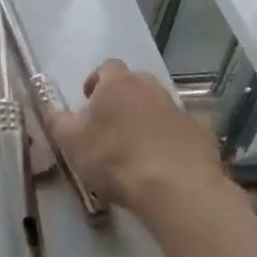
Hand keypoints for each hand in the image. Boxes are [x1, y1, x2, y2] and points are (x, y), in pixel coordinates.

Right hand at [46, 59, 226, 215]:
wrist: (178, 188)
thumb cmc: (117, 160)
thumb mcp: (73, 144)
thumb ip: (59, 123)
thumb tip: (55, 112)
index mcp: (118, 84)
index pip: (106, 67)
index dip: (96, 82)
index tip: (89, 103)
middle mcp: (150, 88)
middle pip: (134, 84)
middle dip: (123, 99)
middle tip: (111, 126)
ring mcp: (179, 110)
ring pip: (158, 106)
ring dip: (147, 120)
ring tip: (137, 149)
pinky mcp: (201, 134)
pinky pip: (180, 131)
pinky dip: (171, 141)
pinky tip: (165, 165)